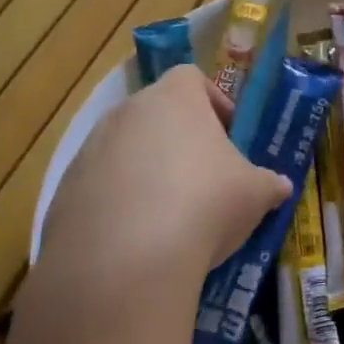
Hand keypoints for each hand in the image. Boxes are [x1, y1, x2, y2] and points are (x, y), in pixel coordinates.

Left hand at [37, 65, 291, 314]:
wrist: (123, 263)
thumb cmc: (203, 205)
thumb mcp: (255, 194)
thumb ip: (269, 184)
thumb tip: (281, 186)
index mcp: (174, 99)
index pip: (191, 79)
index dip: (213, 102)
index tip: (229, 135)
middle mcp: (126, 113)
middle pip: (155, 113)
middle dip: (179, 140)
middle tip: (204, 177)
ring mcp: (89, 152)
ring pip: (124, 151)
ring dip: (146, 172)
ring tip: (170, 217)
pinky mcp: (63, 194)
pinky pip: (98, 189)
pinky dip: (117, 206)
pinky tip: (136, 243)